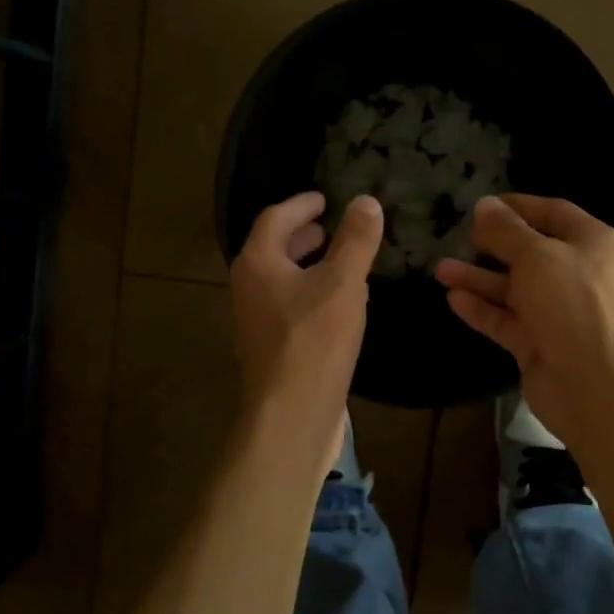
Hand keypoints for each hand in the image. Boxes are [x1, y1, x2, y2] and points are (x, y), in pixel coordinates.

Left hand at [229, 191, 382, 475]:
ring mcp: (254, 320)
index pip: (275, 218)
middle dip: (302, 236)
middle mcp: (247, 287)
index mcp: (258, 263)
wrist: (291, 414)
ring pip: (280, 280)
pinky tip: (336, 306)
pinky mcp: (269, 348)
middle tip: (329, 228)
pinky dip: (309, 293)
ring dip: (306, 265)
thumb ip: (355, 240)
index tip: (324, 199)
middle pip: (272, 249)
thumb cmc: (314, 340)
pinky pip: (287, 306)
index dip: (301, 205)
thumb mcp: (343, 283)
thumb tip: (366, 201)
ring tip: (338, 262)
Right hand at [434, 194, 613, 452]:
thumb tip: (484, 205)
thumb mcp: (536, 255)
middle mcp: (576, 273)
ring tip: (441, 269)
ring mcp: (557, 311)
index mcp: (591, 243)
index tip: (481, 204)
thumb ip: (506, 230)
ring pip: (513, 288)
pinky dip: (482, 309)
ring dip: (478, 278)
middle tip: (458, 235)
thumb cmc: (571, 303)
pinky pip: (506, 319)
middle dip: (492, 244)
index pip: (553, 212)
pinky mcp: (538, 343)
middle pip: (530, 251)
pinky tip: (453, 299)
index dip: (517, 205)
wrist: (593, 383)